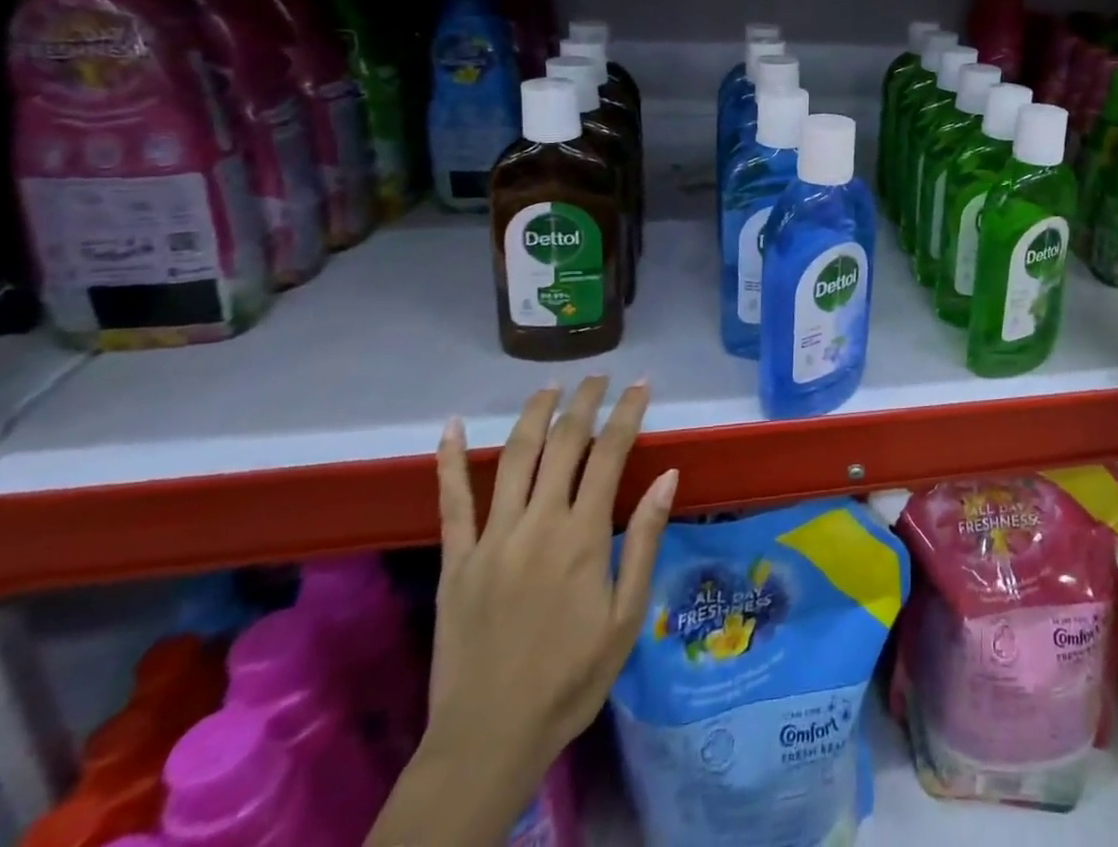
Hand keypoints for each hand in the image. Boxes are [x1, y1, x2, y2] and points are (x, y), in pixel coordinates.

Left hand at [430, 379, 676, 770]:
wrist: (489, 739)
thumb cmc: (571, 679)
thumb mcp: (626, 616)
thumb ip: (645, 540)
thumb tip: (668, 476)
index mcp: (582, 536)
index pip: (610, 453)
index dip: (628, 413)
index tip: (641, 385)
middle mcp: (537, 523)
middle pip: (563, 443)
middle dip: (584, 402)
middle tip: (599, 377)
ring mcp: (492, 539)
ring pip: (513, 457)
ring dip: (534, 414)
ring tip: (550, 387)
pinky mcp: (456, 560)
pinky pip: (451, 502)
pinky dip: (449, 461)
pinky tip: (449, 427)